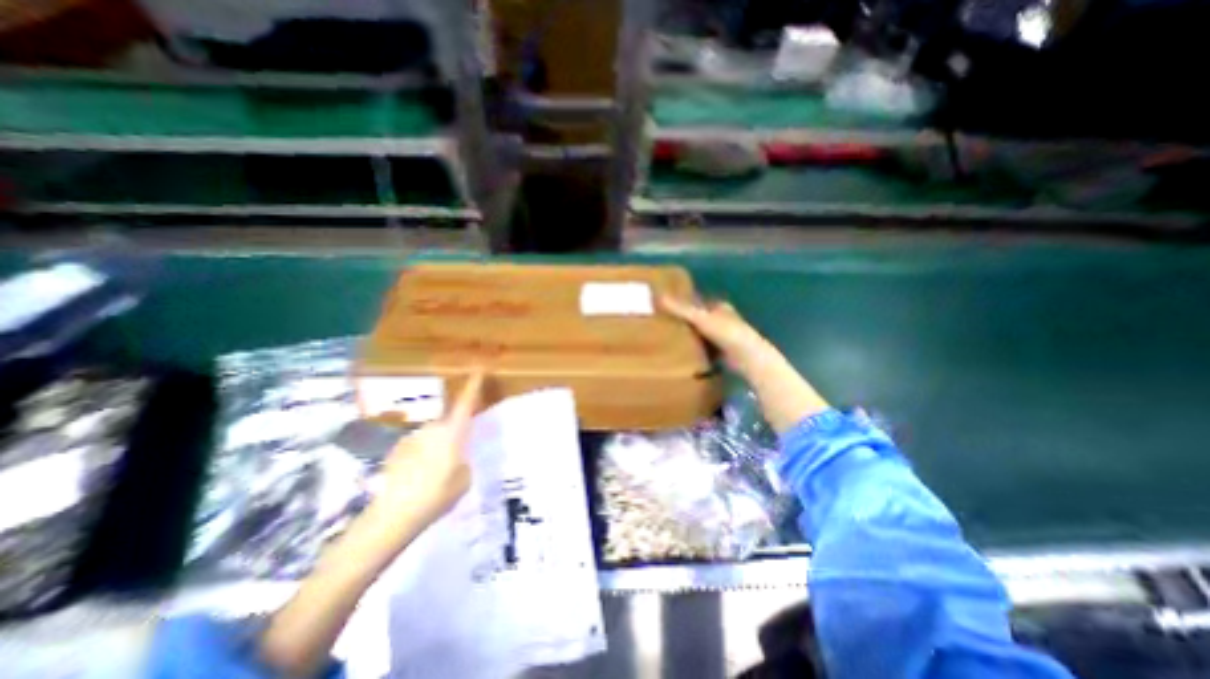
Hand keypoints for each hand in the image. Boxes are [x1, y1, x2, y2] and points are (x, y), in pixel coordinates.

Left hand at [374, 374, 482, 527]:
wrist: (392, 515)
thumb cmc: (436, 495)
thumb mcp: (463, 480)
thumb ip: (463, 462)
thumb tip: (456, 458)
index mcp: (453, 432)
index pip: (466, 402)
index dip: (473, 384)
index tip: (479, 367)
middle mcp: (432, 429)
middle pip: (449, 424)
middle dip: (454, 436)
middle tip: (456, 459)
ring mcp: (412, 439)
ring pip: (432, 438)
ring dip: (437, 449)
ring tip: (435, 477)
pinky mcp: (396, 451)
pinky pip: (417, 449)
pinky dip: (421, 459)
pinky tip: (418, 482)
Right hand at [660, 294, 775, 375]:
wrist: (747, 356)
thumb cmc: (726, 332)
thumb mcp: (700, 318)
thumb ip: (680, 309)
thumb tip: (658, 296)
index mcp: (720, 307)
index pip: (699, 302)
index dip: (685, 304)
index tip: (668, 308)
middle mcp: (724, 320)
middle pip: (701, 319)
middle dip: (686, 322)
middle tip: (665, 325)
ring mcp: (725, 337)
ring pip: (703, 334)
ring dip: (691, 337)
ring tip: (670, 339)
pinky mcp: (725, 353)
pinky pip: (706, 349)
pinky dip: (697, 350)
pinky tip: (685, 355)